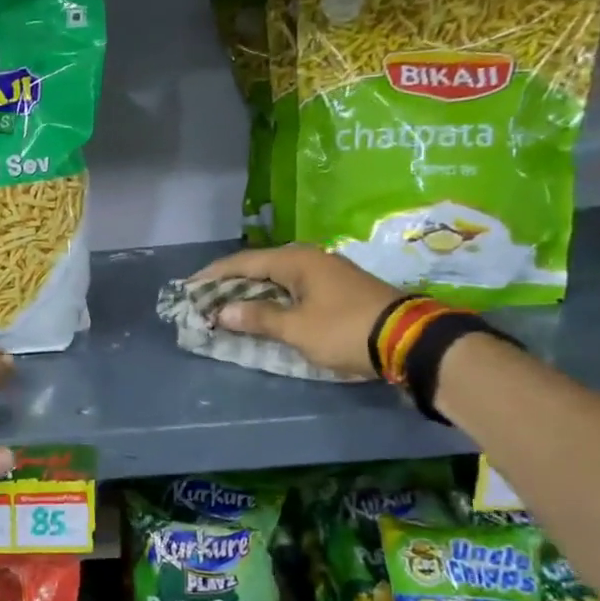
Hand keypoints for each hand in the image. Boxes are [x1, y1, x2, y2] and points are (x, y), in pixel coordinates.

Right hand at [189, 243, 402, 378]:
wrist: (410, 340)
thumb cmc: (346, 330)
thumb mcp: (297, 328)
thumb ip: (258, 318)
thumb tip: (223, 310)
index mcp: (297, 261)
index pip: (244, 262)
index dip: (214, 275)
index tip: (188, 286)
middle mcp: (310, 260)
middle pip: (260, 268)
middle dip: (230, 284)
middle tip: (204, 299)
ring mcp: (327, 274)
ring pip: (277, 280)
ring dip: (252, 293)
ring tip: (227, 307)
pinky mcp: (338, 291)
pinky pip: (293, 290)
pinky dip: (273, 300)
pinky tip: (263, 313)